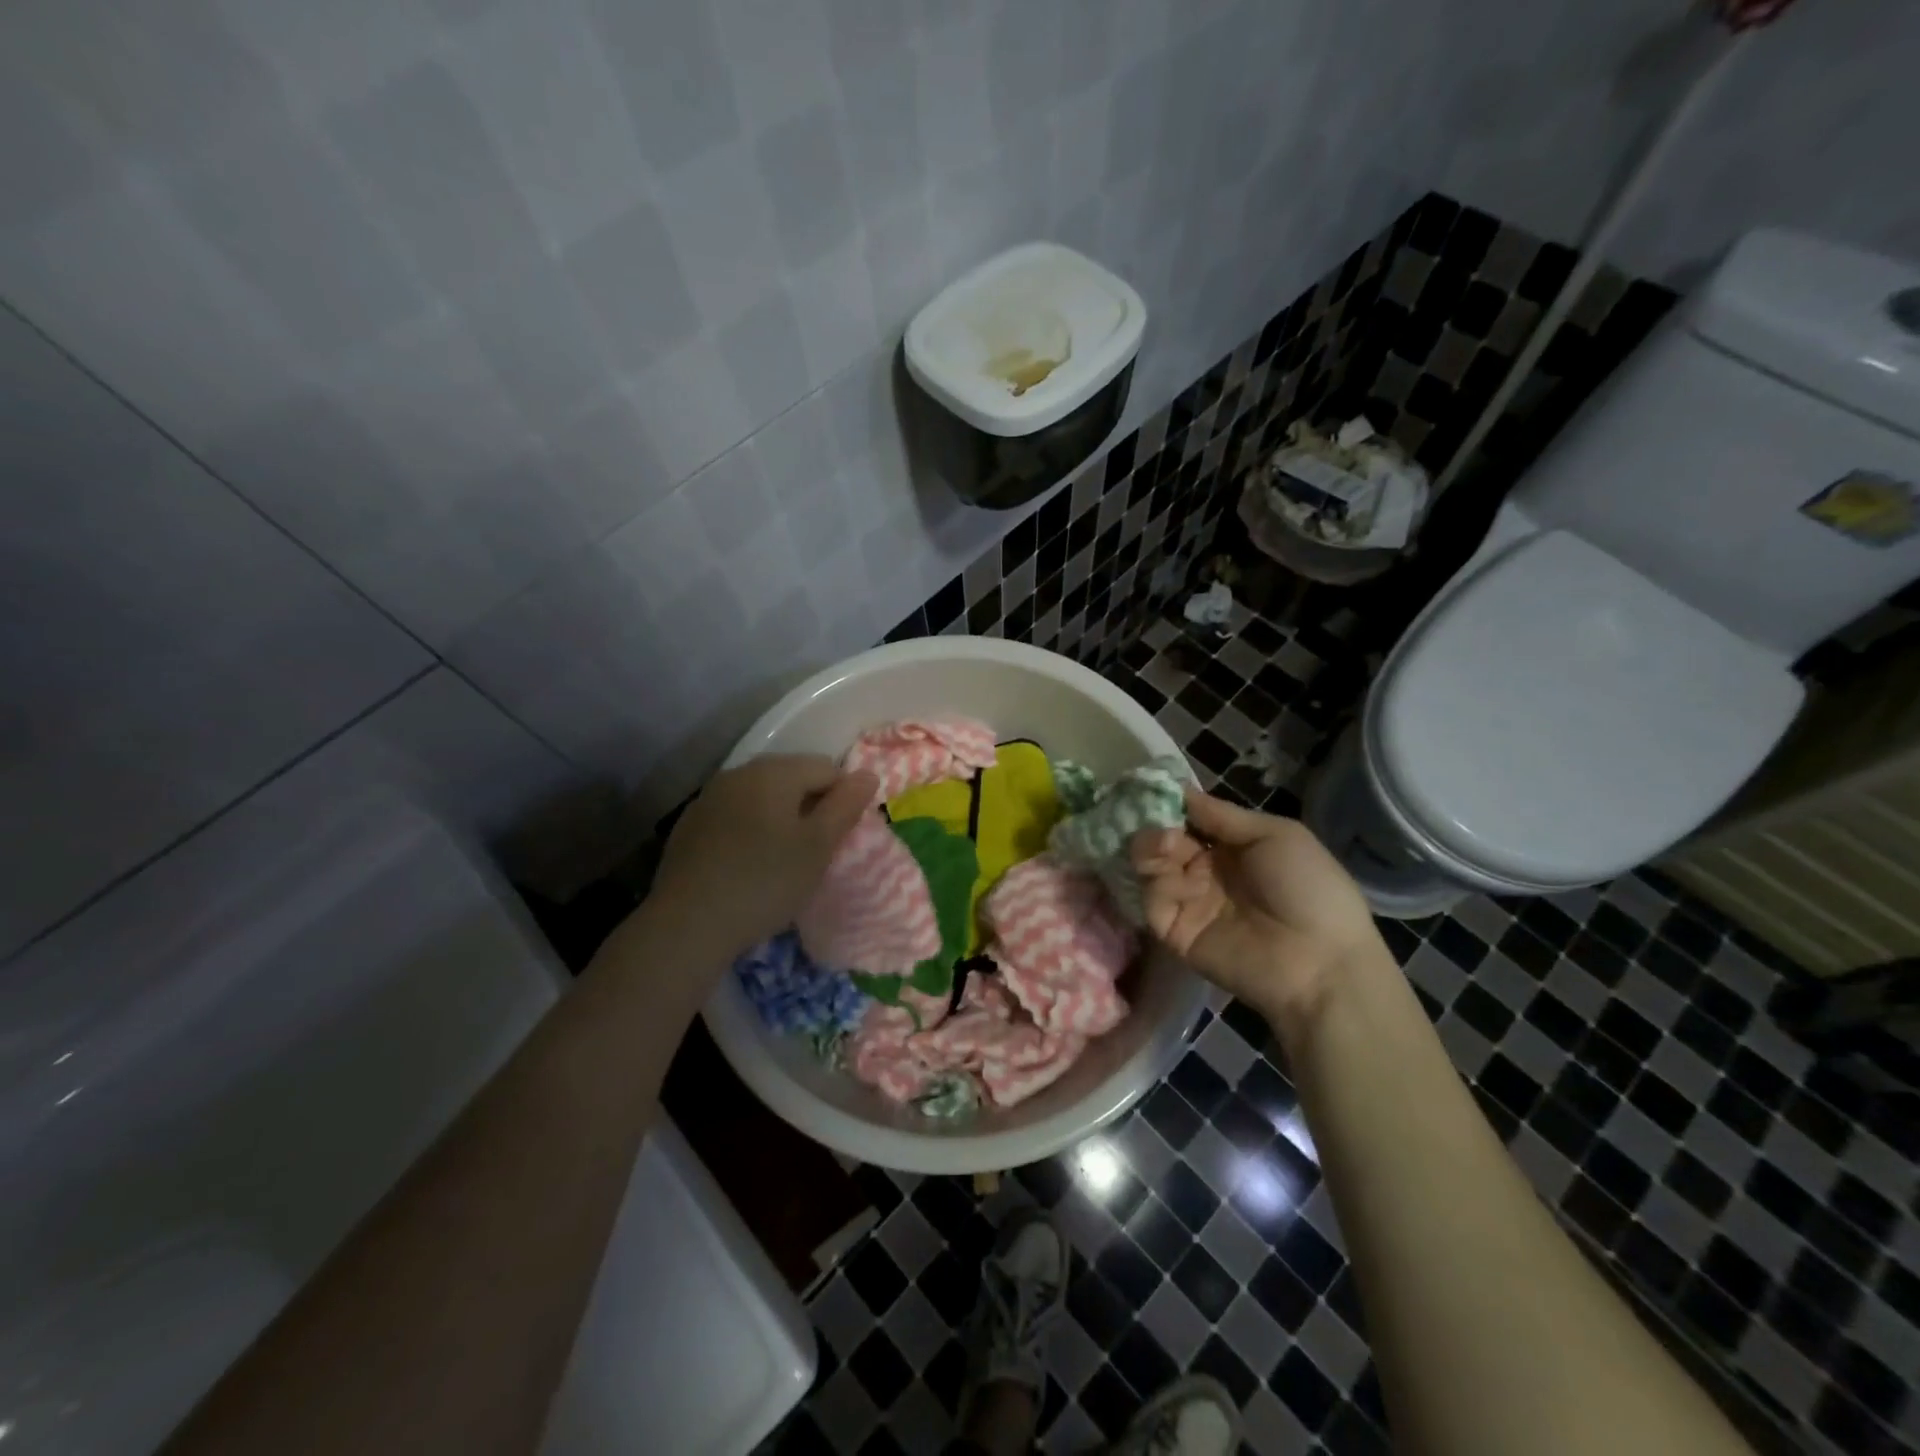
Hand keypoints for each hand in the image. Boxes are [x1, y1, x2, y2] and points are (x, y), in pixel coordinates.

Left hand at [649, 755, 876, 960]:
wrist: (687, 925)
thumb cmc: (765, 882)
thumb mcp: (818, 847)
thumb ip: (845, 806)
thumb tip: (867, 774)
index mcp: (774, 771)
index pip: (827, 768)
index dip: (843, 800)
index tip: (840, 839)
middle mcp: (740, 773)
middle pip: (792, 778)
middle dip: (811, 807)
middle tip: (816, 852)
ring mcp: (710, 798)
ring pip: (762, 797)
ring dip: (781, 819)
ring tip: (784, 861)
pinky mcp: (690, 826)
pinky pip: (736, 816)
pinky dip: (751, 832)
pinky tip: (749, 866)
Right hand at [1131, 789, 1386, 1029]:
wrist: (1319, 960)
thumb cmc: (1307, 887)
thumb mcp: (1274, 834)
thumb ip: (1222, 815)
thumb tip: (1179, 791)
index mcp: (1232, 847)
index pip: (1189, 819)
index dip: (1170, 803)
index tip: (1150, 786)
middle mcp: (1205, 870)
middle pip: (1164, 839)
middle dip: (1155, 823)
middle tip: (1155, 819)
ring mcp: (1189, 900)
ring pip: (1151, 866)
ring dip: (1150, 847)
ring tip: (1163, 843)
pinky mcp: (1175, 930)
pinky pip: (1153, 900)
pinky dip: (1154, 883)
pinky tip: (1169, 873)